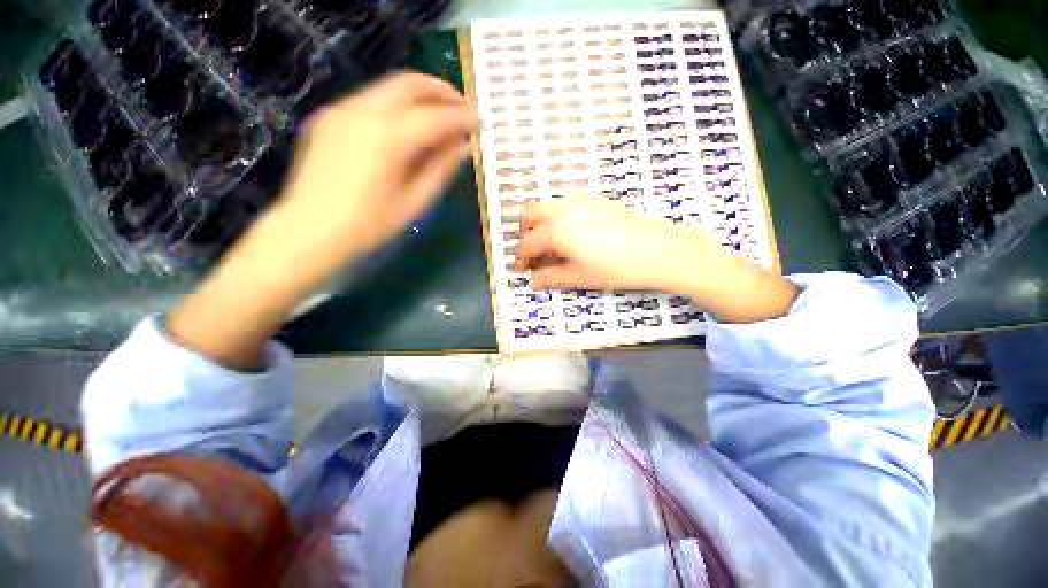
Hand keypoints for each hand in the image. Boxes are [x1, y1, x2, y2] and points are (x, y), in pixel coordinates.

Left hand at [169, 72, 477, 368]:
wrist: (298, 242)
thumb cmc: (359, 235)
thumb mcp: (410, 210)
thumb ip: (438, 173)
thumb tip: (461, 150)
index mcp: (385, 145)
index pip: (436, 118)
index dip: (463, 120)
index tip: (481, 126)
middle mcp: (361, 118)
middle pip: (411, 88)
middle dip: (443, 94)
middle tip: (466, 110)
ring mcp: (340, 117)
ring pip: (390, 89)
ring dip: (421, 97)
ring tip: (445, 114)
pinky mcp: (329, 124)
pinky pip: (373, 103)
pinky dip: (399, 106)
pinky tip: (411, 126)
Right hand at [514, 195, 798, 322]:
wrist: (659, 250)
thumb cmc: (617, 268)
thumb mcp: (580, 277)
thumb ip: (551, 276)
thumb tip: (534, 280)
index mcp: (557, 230)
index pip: (527, 243)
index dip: (520, 258)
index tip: (522, 270)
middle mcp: (564, 208)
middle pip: (530, 214)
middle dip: (524, 233)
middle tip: (532, 254)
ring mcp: (580, 200)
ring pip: (547, 205)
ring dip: (540, 223)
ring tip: (550, 245)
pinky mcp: (595, 199)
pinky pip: (565, 203)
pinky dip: (557, 217)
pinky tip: (570, 235)